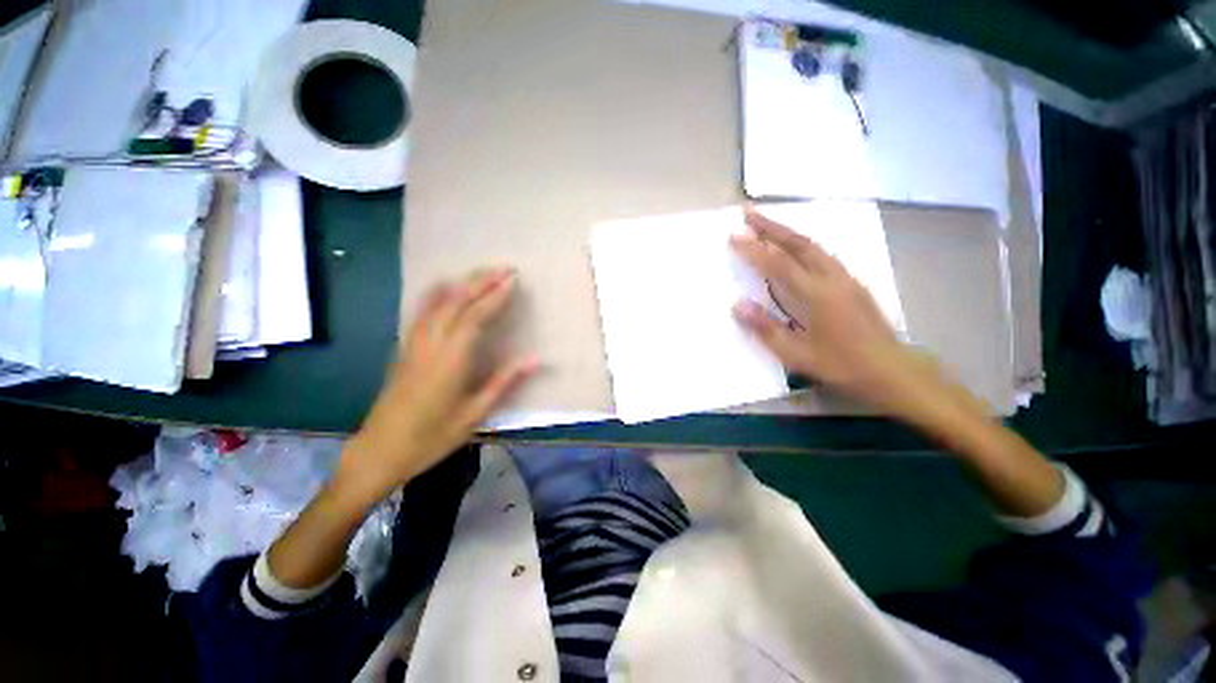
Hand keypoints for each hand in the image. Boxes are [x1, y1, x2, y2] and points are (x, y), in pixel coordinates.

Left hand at [334, 268, 538, 506]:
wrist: (379, 452)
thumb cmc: (432, 437)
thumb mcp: (475, 414)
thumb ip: (504, 382)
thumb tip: (535, 359)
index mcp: (450, 361)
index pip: (475, 318)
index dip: (495, 297)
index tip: (513, 281)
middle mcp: (430, 345)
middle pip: (456, 302)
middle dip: (481, 282)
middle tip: (504, 268)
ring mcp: (413, 344)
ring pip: (437, 303)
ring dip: (461, 284)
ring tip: (482, 273)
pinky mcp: (404, 349)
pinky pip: (421, 312)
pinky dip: (437, 294)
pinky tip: (444, 288)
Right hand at [729, 208, 935, 416]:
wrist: (891, 369)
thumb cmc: (841, 365)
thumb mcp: (797, 354)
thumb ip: (765, 328)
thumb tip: (737, 304)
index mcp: (817, 295)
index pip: (779, 264)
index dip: (754, 249)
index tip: (734, 236)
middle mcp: (832, 277)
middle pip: (799, 243)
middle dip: (771, 226)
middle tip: (748, 214)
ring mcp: (845, 277)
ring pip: (813, 245)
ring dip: (787, 232)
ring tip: (765, 225)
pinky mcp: (851, 282)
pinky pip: (822, 253)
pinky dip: (802, 243)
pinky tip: (793, 247)